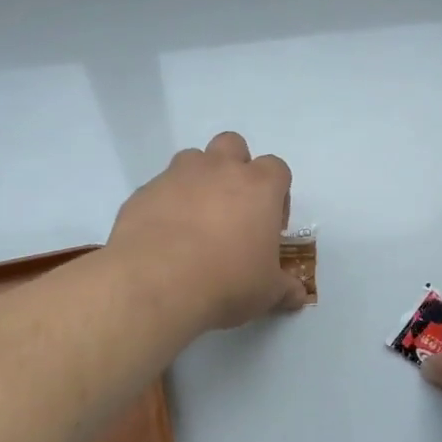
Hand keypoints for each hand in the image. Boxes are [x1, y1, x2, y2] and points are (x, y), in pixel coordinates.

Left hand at [109, 132, 307, 331]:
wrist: (155, 285)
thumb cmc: (226, 282)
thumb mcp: (267, 293)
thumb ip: (285, 289)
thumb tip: (297, 296)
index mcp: (258, 187)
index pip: (276, 168)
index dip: (276, 194)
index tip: (269, 225)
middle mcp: (218, 170)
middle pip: (232, 145)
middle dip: (235, 168)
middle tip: (232, 209)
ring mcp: (177, 176)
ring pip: (192, 160)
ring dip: (197, 181)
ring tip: (194, 222)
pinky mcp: (143, 193)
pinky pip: (159, 189)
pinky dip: (164, 205)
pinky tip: (163, 239)